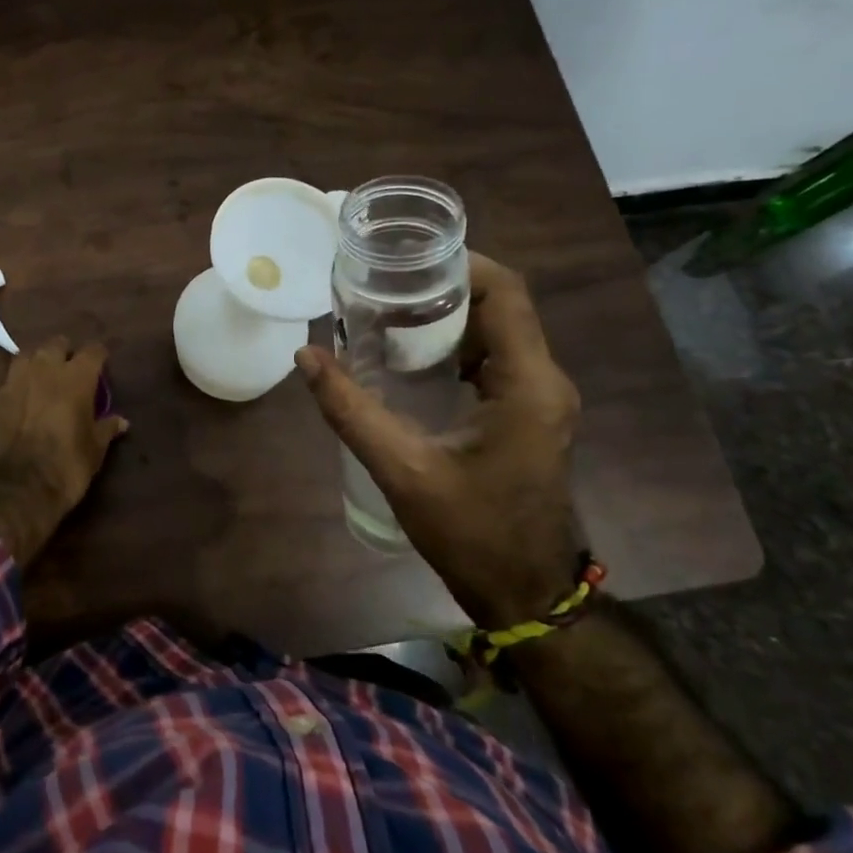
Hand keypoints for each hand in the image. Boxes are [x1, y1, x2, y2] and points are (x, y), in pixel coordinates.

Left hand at [0, 338, 128, 567]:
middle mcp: (45, 370)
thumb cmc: (65, 467)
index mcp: (76, 378)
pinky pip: (9, 380)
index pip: (93, 351)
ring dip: (38, 361)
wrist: (15, 489)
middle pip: (57, 344)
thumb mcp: (94, 451)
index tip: (102, 364)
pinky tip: (22, 399)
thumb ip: (106, 429)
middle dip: (65, 352)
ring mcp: (15, 381)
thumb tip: (121, 421)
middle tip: (70, 369)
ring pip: (28, 355)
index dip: (98, 356)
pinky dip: (18, 384)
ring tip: (43, 377)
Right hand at [296, 252, 581, 627]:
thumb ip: (351, 411)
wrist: (525, 593)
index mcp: (528, 384)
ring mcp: (542, 398)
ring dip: (451, 314)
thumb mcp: (402, 470)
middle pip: (503, 305)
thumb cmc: (470, 534)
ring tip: (391, 310)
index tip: (406, 259)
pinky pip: (499, 358)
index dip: (461, 264)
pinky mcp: (532, 414)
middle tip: (384, 283)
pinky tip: (414, 355)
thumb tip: (307, 356)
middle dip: (446, 286)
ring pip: (501, 330)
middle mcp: (545, 380)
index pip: (506, 293)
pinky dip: (459, 344)